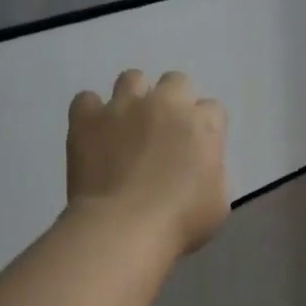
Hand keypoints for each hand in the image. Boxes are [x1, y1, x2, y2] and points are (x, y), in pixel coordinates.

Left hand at [67, 70, 229, 260]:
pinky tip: (94, 134)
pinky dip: (91, 113)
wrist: (123, 227)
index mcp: (202, 125)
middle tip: (165, 132)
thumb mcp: (218, 202)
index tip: (197, 148)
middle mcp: (165, 104)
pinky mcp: (87, 117)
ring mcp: (123, 106)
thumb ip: (213, 172)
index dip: (206, 127)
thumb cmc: (180, 221)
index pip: (213, 110)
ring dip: (134, 97)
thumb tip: (199, 167)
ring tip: (128, 125)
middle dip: (174, 101)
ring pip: (132, 78)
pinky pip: (86, 99)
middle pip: (176, 81)